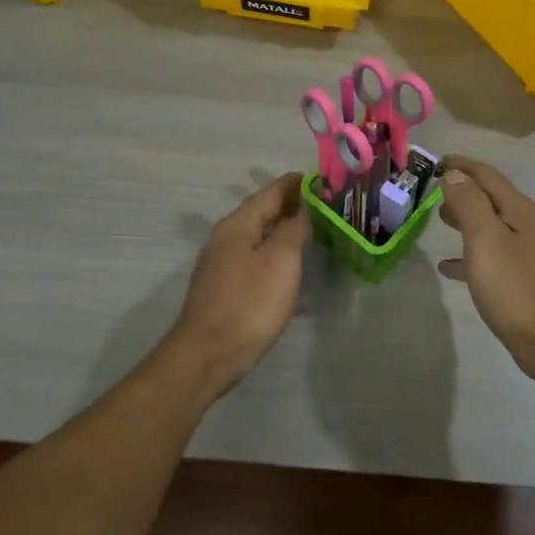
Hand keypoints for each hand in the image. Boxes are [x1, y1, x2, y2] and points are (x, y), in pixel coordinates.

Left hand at [166, 173, 309, 395]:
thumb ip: (293, 228)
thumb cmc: (249, 304)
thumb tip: (302, 206)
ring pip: (258, 233)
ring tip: (313, 228)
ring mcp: (221, 261)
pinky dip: (274, 248)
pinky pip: (253, 253)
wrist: (207, 355)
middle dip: (292, 203)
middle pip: (263, 209)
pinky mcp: (224, 285)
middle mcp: (226, 236)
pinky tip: (288, 261)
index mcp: (239, 224)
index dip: (298, 183)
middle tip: (327, 204)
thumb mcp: (281, 261)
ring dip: (283, 226)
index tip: (326, 179)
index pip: (273, 190)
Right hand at [437, 156, 534, 373]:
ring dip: (464, 219)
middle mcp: (524, 226)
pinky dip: (467, 254)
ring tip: (438, 219)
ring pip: (488, 226)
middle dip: (463, 190)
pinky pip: (488, 257)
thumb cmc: (515, 287)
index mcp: (518, 210)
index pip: (487, 176)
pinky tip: (448, 266)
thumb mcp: (486, 239)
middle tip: (432, 189)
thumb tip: (455, 174)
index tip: (438, 159)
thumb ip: (469, 204)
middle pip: (490, 198)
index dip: (463, 165)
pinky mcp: (518, 280)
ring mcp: (523, 254)